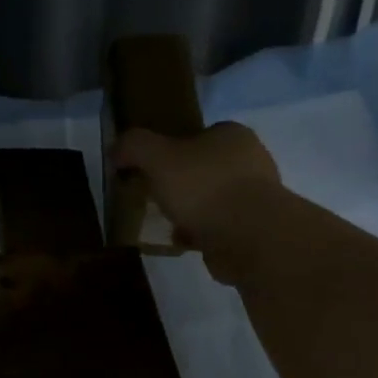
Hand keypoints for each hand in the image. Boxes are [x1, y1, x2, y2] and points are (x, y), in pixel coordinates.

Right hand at [112, 122, 280, 281]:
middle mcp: (253, 161)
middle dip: (182, 184)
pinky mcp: (259, 231)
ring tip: (167, 223)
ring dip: (192, 212)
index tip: (153, 167)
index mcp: (233, 135)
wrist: (250, 238)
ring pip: (214, 200)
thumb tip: (117, 150)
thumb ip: (133, 146)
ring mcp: (260, 198)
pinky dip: (202, 234)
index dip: (174, 148)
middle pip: (206, 168)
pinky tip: (183, 242)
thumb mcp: (156, 156)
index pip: (200, 134)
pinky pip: (222, 228)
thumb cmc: (204, 187)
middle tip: (157, 196)